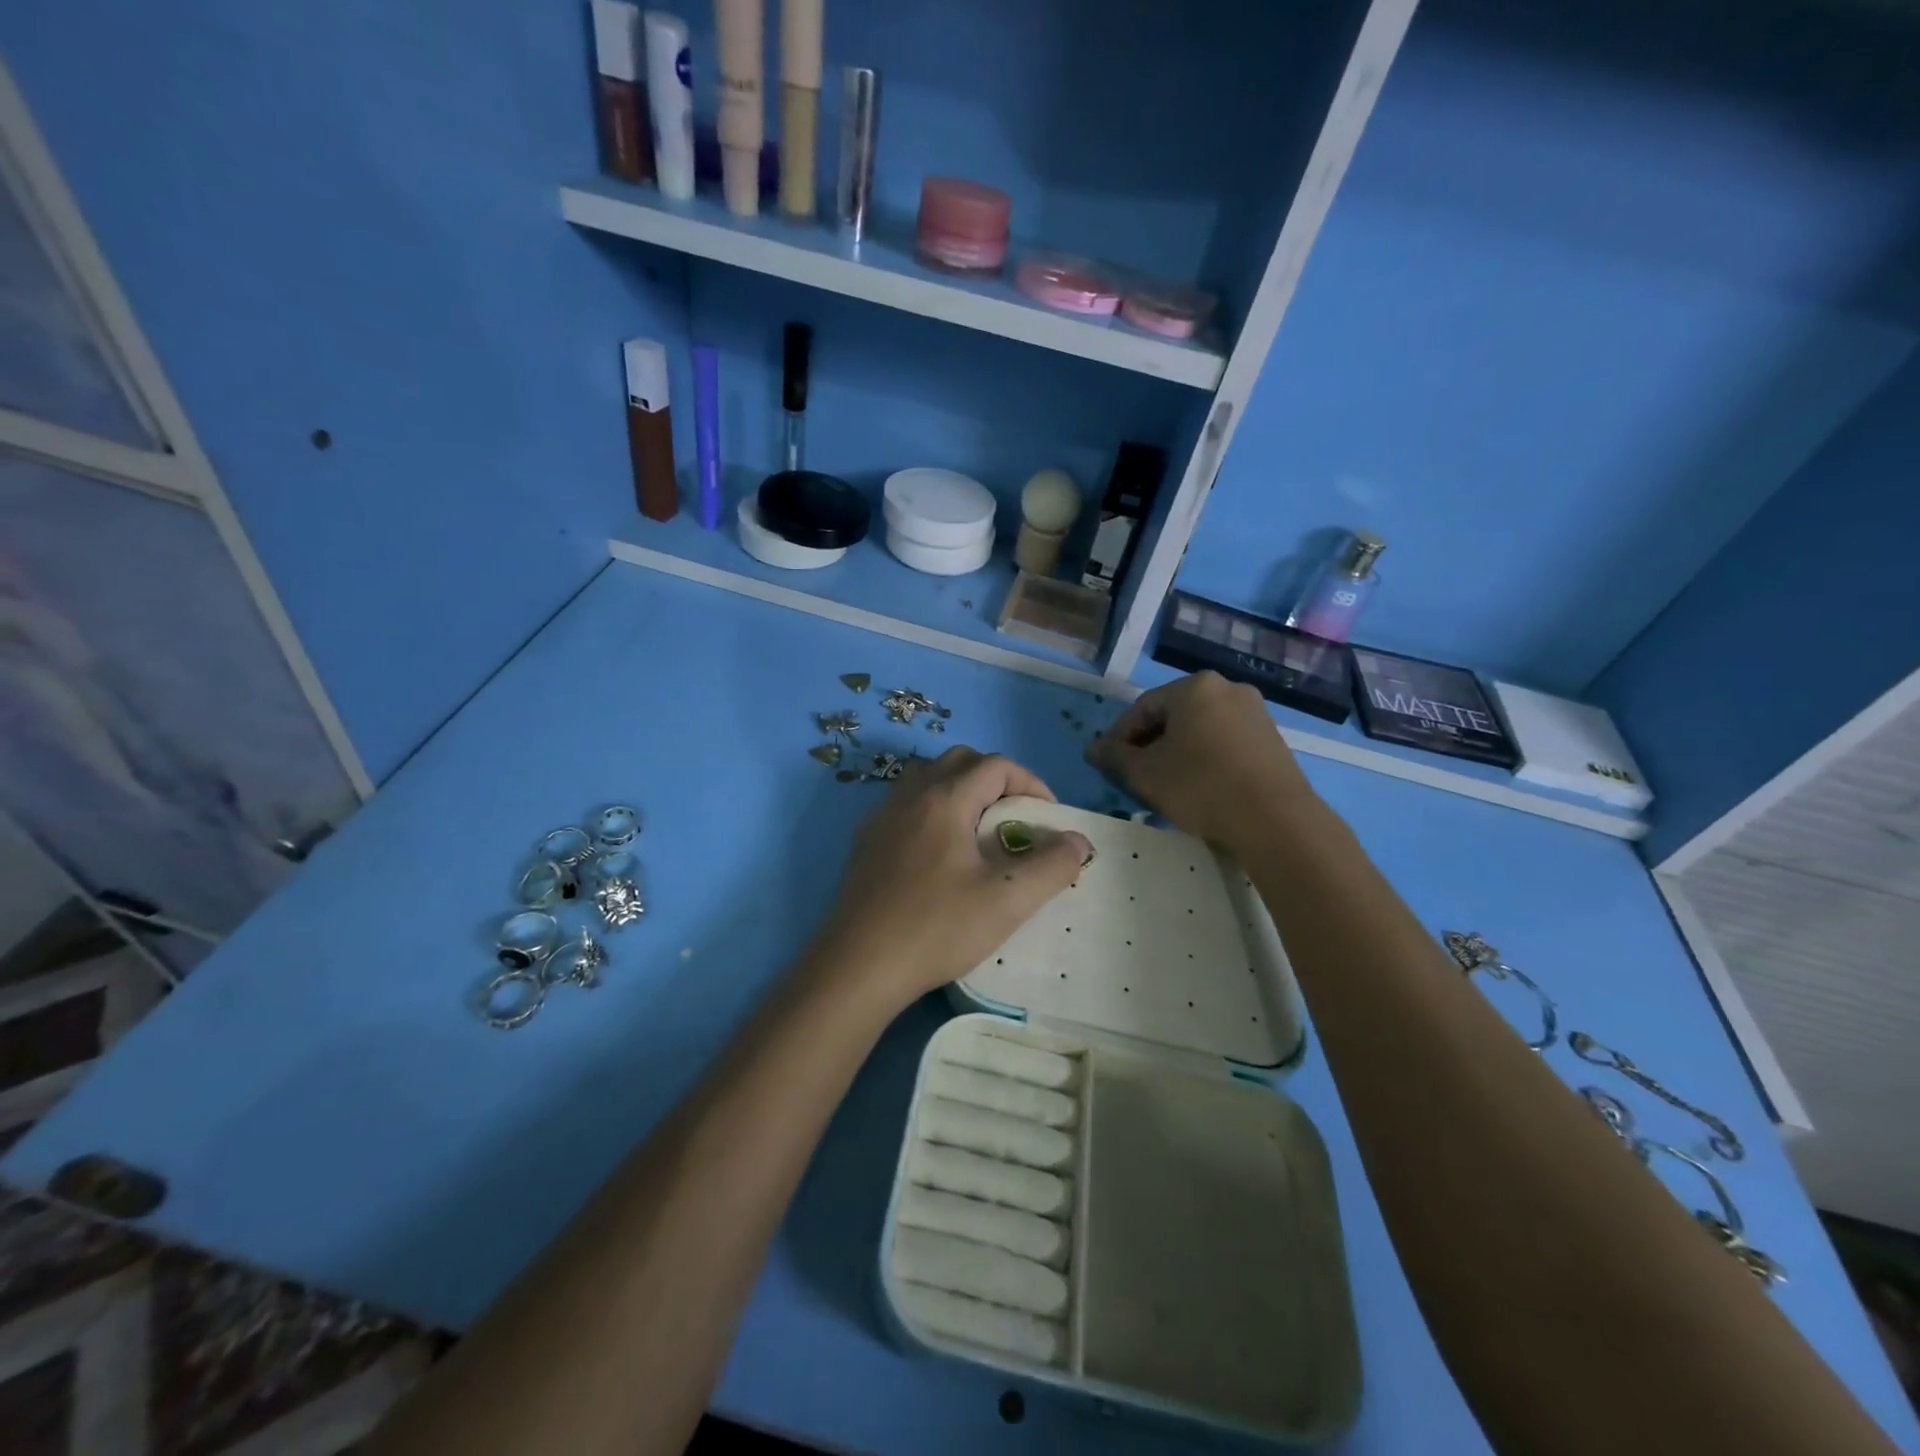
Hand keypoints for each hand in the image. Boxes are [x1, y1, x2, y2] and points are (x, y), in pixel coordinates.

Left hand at [811, 747, 1091, 1012]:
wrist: (859, 966)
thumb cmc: (937, 928)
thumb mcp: (1008, 900)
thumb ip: (1051, 866)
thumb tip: (1078, 841)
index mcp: (944, 799)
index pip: (996, 765)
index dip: (1030, 783)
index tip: (1047, 818)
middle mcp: (910, 795)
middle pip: (960, 761)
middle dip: (996, 780)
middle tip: (1015, 818)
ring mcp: (881, 817)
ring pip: (928, 779)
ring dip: (961, 790)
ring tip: (979, 831)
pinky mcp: (866, 842)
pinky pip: (906, 805)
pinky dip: (933, 810)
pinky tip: (940, 854)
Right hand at [1087, 671, 1316, 852]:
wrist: (1275, 821)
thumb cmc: (1201, 787)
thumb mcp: (1145, 774)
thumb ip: (1114, 758)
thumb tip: (1093, 749)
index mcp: (1194, 687)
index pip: (1142, 708)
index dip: (1118, 737)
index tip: (1107, 764)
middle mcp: (1227, 689)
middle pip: (1172, 716)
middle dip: (1148, 745)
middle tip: (1133, 776)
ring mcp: (1255, 713)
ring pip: (1199, 730)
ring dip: (1175, 753)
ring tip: (1163, 785)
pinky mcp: (1271, 739)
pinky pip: (1224, 742)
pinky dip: (1204, 759)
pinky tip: (1197, 787)